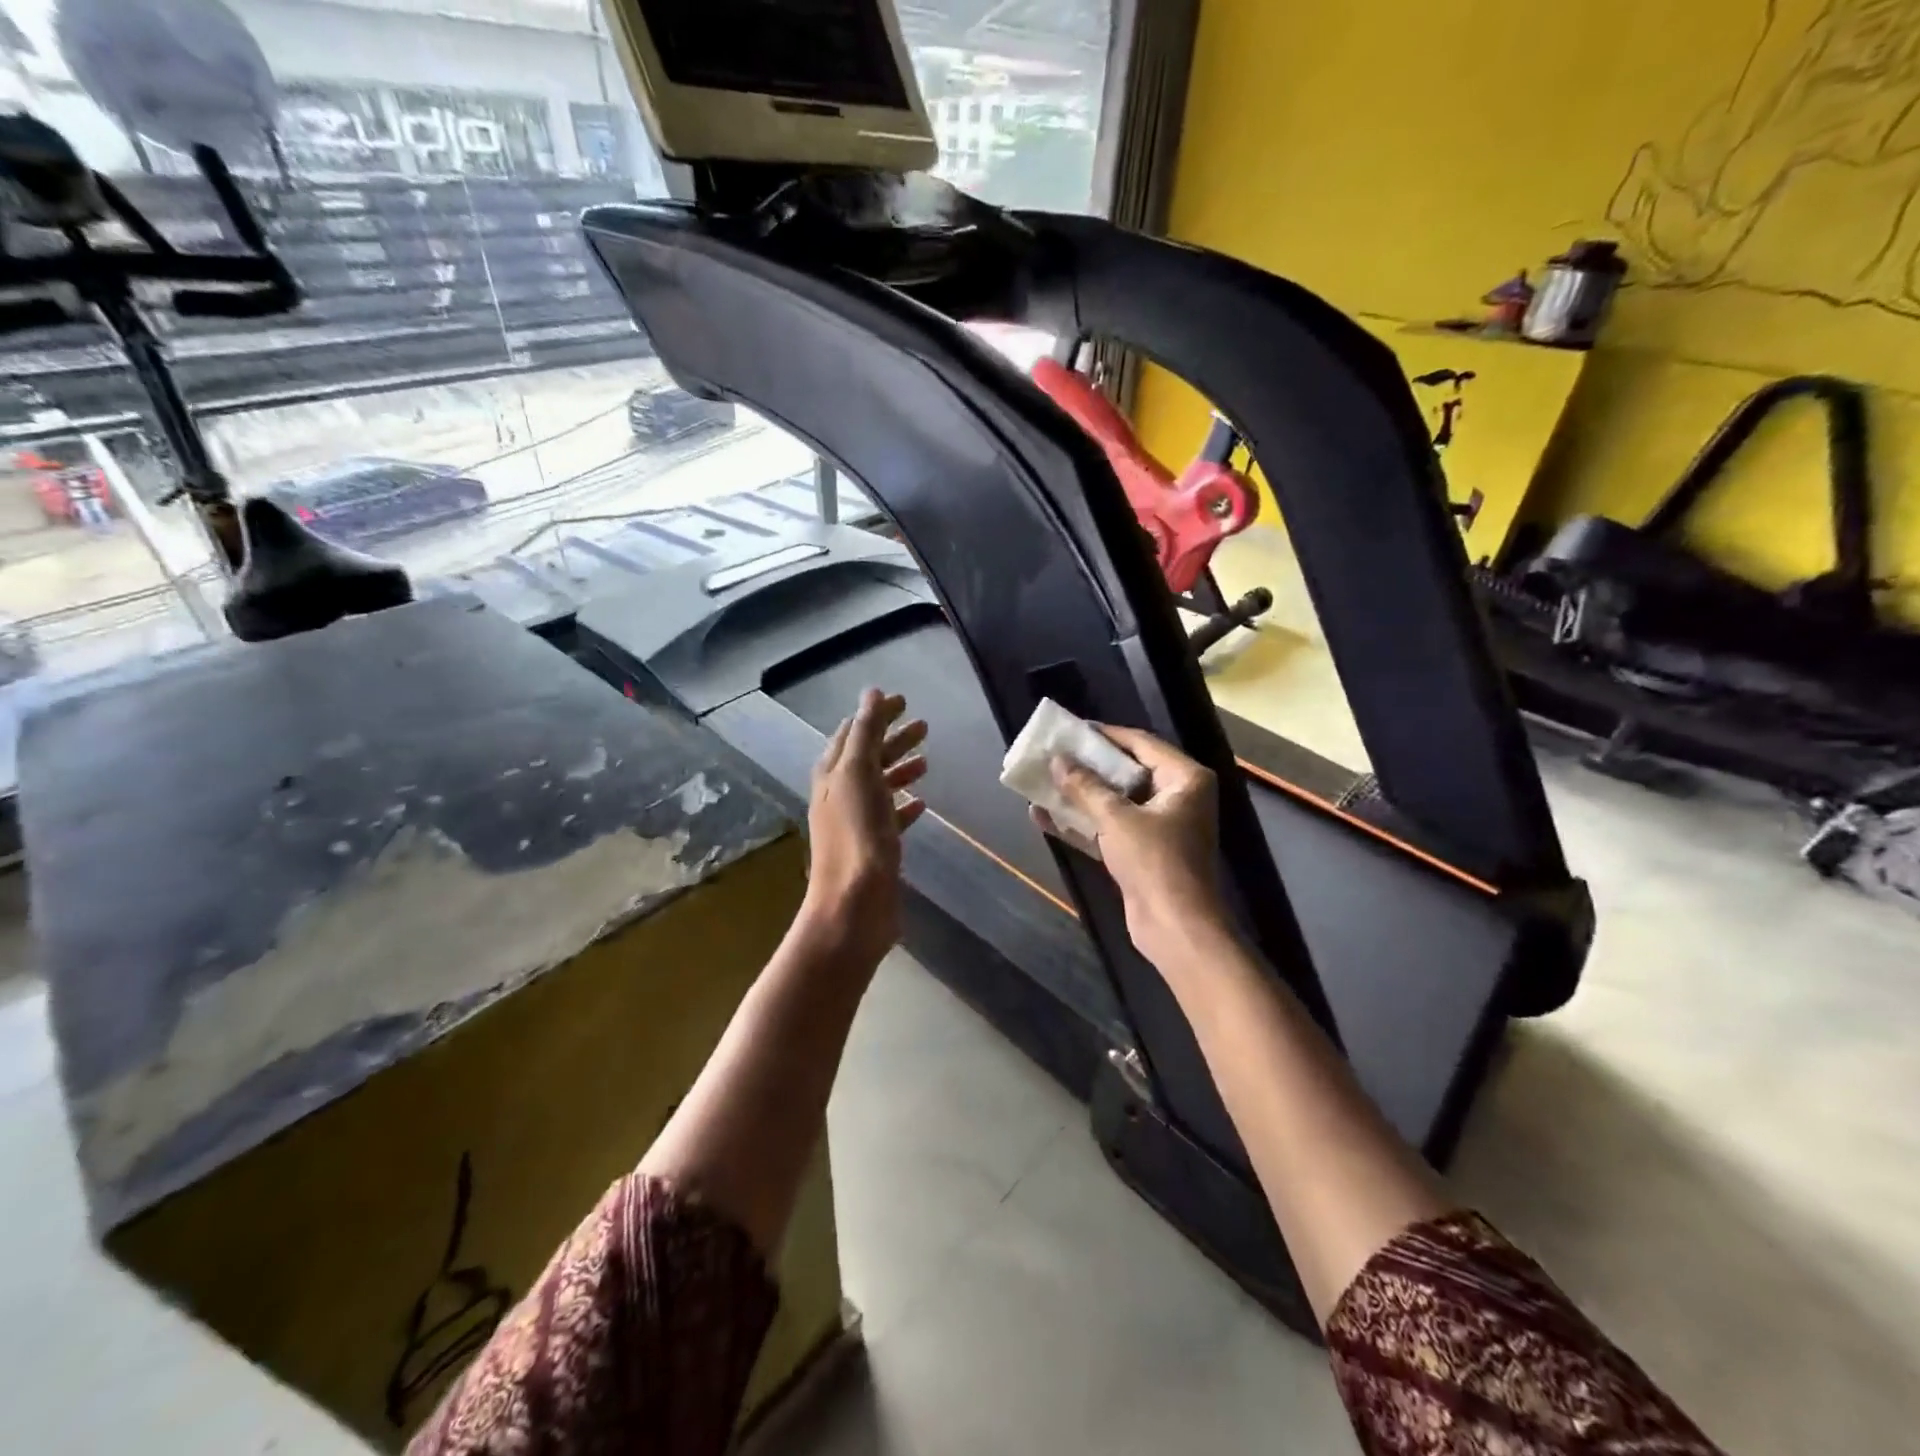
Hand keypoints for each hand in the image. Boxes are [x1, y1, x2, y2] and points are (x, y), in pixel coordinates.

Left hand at [802, 689, 928, 963]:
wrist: (855, 904)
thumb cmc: (856, 836)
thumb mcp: (859, 774)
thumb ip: (866, 733)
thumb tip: (871, 693)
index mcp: (832, 774)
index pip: (853, 732)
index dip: (876, 714)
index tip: (904, 701)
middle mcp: (840, 794)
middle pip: (868, 756)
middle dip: (893, 738)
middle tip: (924, 725)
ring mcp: (856, 822)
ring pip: (880, 785)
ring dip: (900, 768)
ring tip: (927, 760)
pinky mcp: (873, 847)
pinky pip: (890, 817)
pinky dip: (904, 805)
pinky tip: (921, 803)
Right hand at [1033, 726, 1227, 967]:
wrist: (1175, 928)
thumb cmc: (1154, 862)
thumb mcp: (1116, 818)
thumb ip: (1085, 787)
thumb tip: (1057, 760)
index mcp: (1185, 779)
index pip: (1141, 743)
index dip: (1105, 735)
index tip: (1072, 729)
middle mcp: (1177, 797)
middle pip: (1126, 771)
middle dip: (1087, 766)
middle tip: (1054, 753)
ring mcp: (1160, 826)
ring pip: (1114, 801)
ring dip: (1080, 795)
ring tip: (1043, 781)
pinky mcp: (1142, 852)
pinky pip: (1109, 828)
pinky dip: (1081, 823)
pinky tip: (1044, 816)